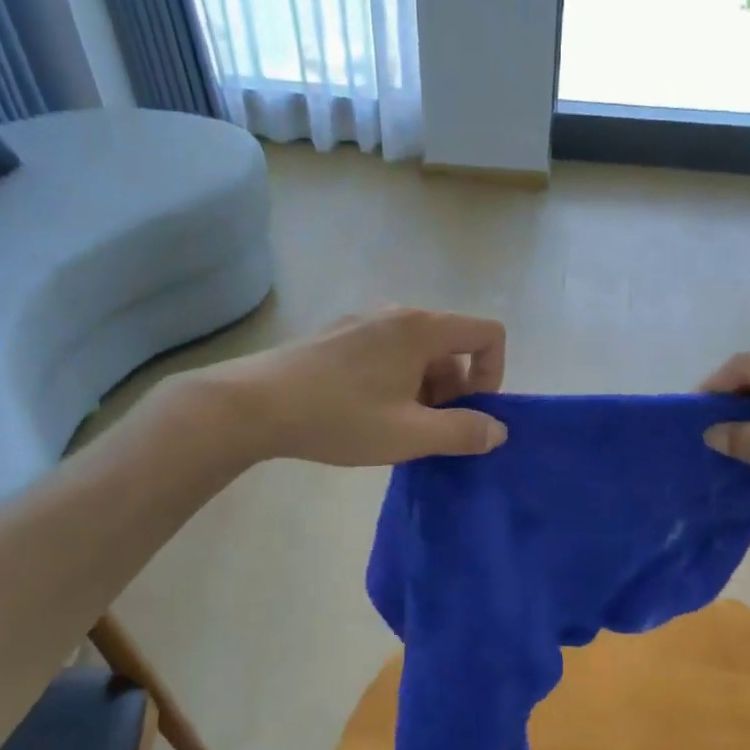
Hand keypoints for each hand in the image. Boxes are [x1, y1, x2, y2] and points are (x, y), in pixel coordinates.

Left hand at [197, 307, 507, 465]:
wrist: (252, 406)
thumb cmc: (339, 417)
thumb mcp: (409, 435)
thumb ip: (463, 432)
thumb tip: (497, 430)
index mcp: (422, 329)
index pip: (487, 334)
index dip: (492, 375)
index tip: (469, 413)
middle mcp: (397, 314)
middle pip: (452, 345)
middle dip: (455, 389)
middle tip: (428, 430)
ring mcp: (363, 321)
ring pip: (418, 352)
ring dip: (424, 389)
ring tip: (395, 427)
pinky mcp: (337, 335)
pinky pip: (387, 352)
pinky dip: (396, 380)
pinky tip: (364, 413)